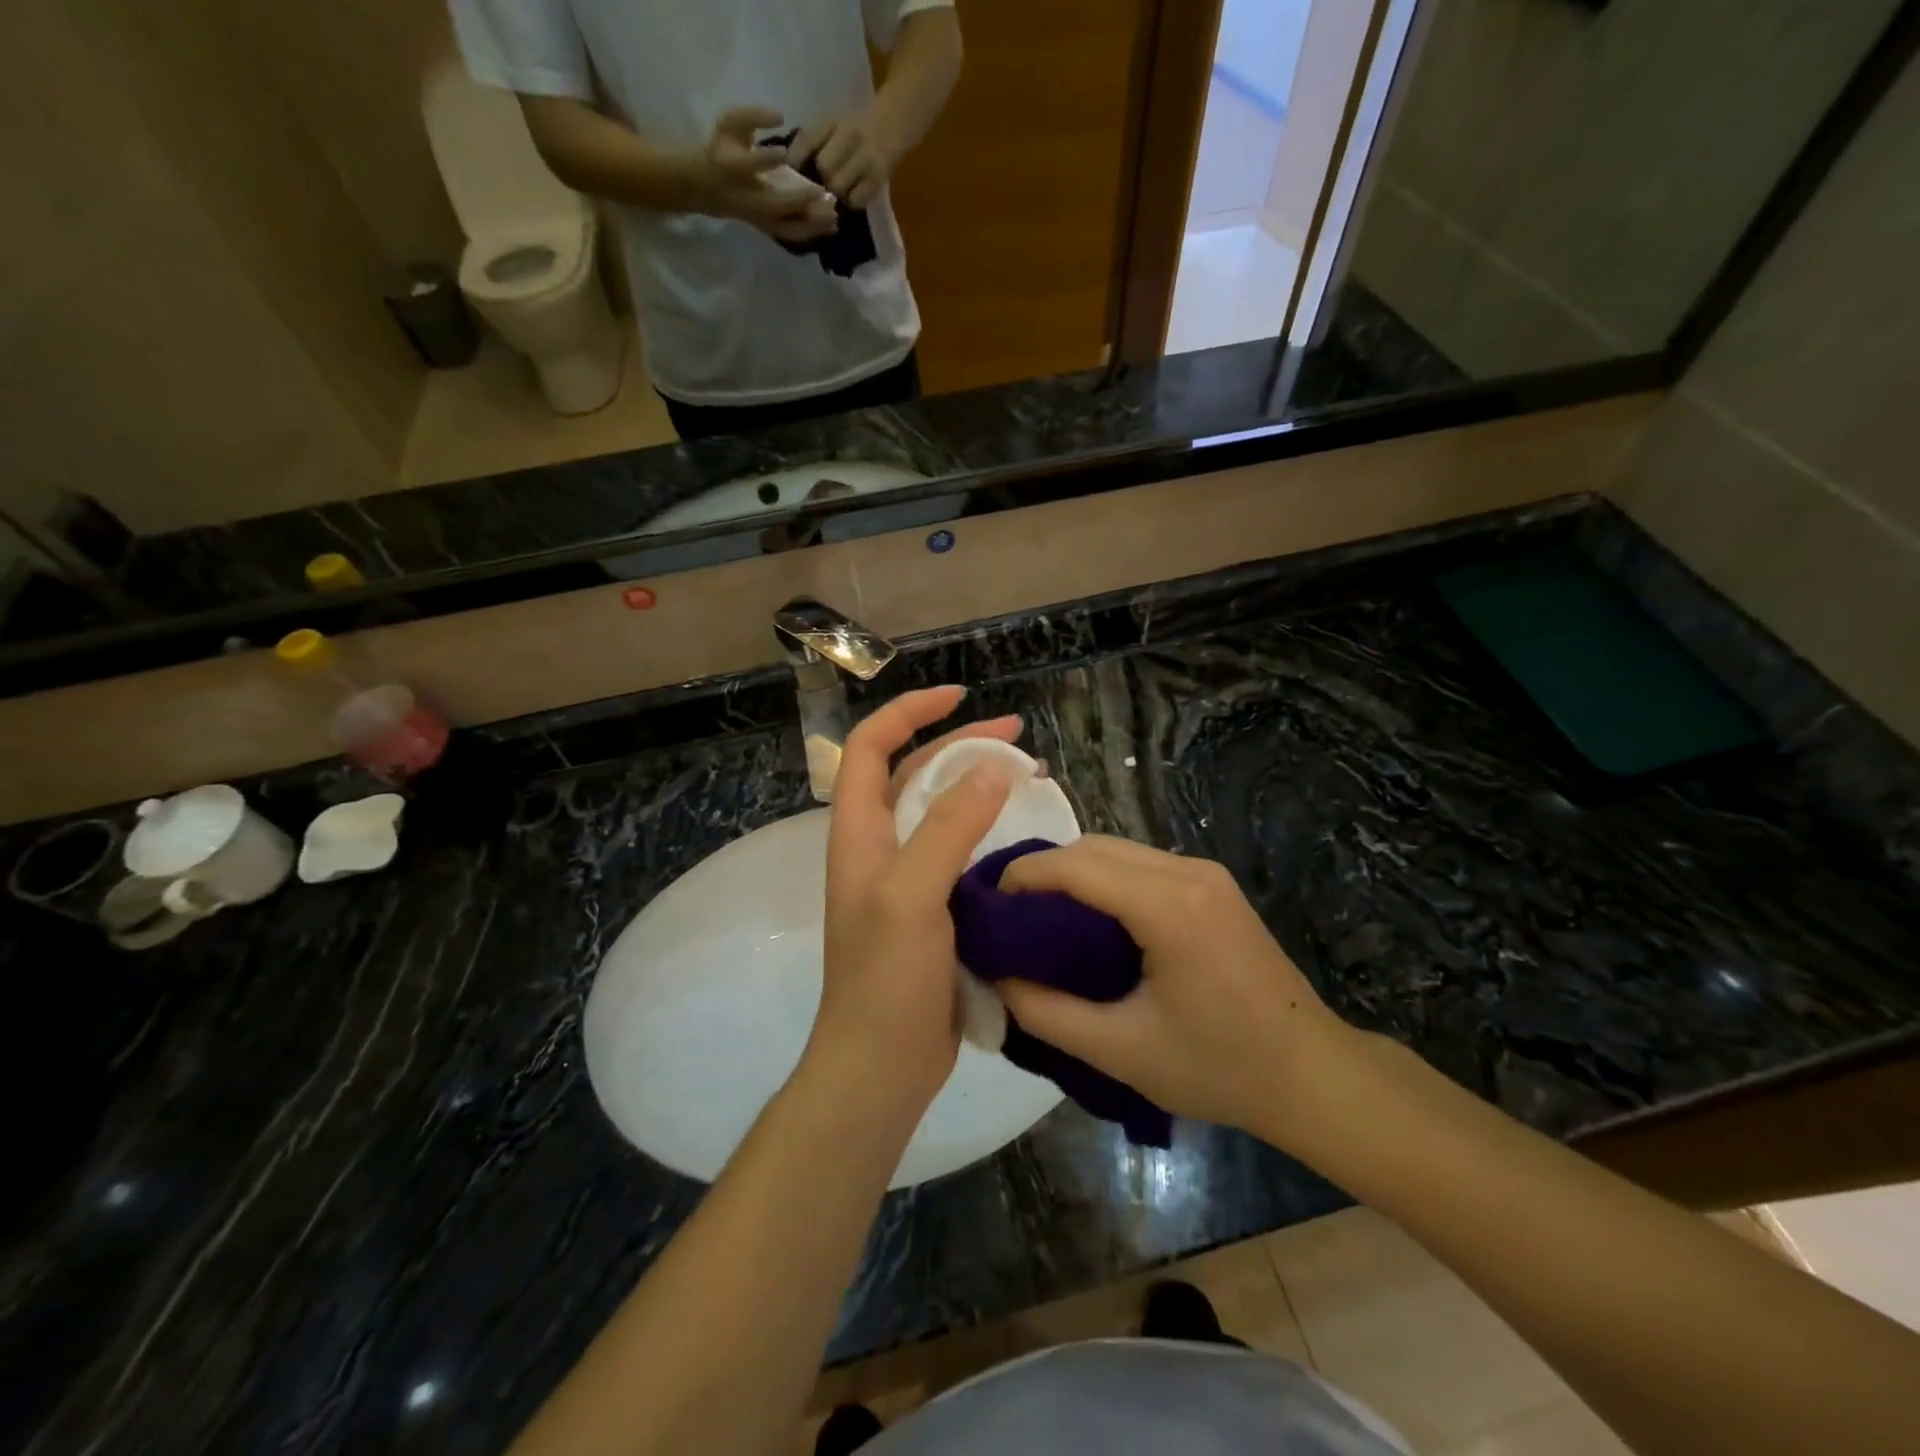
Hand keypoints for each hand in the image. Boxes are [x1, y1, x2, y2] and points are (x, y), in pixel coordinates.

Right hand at [697, 106, 838, 242]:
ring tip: (834, 217)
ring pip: (787, 227)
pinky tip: (831, 227)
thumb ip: (753, 116)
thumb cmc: (723, 150)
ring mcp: (760, 218)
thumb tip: (780, 116)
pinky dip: (812, 233)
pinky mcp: (769, 229)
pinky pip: (792, 235)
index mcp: (732, 168)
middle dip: (799, 201)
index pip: (747, 166)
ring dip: (811, 224)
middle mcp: (748, 198)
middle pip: (775, 205)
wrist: (709, 188)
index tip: (783, 153)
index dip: (764, 160)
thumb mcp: (730, 123)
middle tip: (823, 193)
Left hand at [790, 110, 901, 208]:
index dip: (796, 160)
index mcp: (833, 121)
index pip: (807, 140)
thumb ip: (810, 142)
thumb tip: (790, 166)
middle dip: (820, 180)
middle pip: (824, 167)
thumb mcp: (832, 125)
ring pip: (839, 186)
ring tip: (838, 193)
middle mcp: (850, 136)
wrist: (893, 123)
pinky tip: (852, 197)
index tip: (792, 173)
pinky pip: (856, 200)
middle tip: (821, 187)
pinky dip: (851, 202)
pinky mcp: (878, 178)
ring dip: (836, 194)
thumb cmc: (857, 127)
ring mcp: (866, 158)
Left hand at [810, 688, 1021, 1107]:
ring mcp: (906, 879)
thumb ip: (949, 828)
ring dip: (980, 788)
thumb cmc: (886, 980)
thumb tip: (992, 768)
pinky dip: (991, 832)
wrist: (881, 1068)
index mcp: (859, 833)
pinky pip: (961, 852)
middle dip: (960, 745)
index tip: (960, 695)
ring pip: (942, 812)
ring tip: (1032, 777)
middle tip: (1018, 736)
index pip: (869, 746)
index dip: (909, 711)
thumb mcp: (912, 895)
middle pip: (913, 773)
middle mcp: (879, 847)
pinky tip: (1026, 837)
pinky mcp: (934, 908)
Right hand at [996, 836, 1350, 1144]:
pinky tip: (1089, 918)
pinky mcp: (1213, 885)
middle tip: (1009, 915)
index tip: (987, 904)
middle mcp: (1188, 872)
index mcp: (1169, 907)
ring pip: (1117, 850)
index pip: (1076, 865)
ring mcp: (1206, 873)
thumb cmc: (1219, 1067)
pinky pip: (1141, 865)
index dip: (1023, 875)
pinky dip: (1104, 880)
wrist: (1312, 1074)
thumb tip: (996, 977)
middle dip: (1045, 870)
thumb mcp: (1121, 1051)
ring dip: (1074, 873)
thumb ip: (1047, 1013)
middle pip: (1095, 846)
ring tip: (1041, 917)